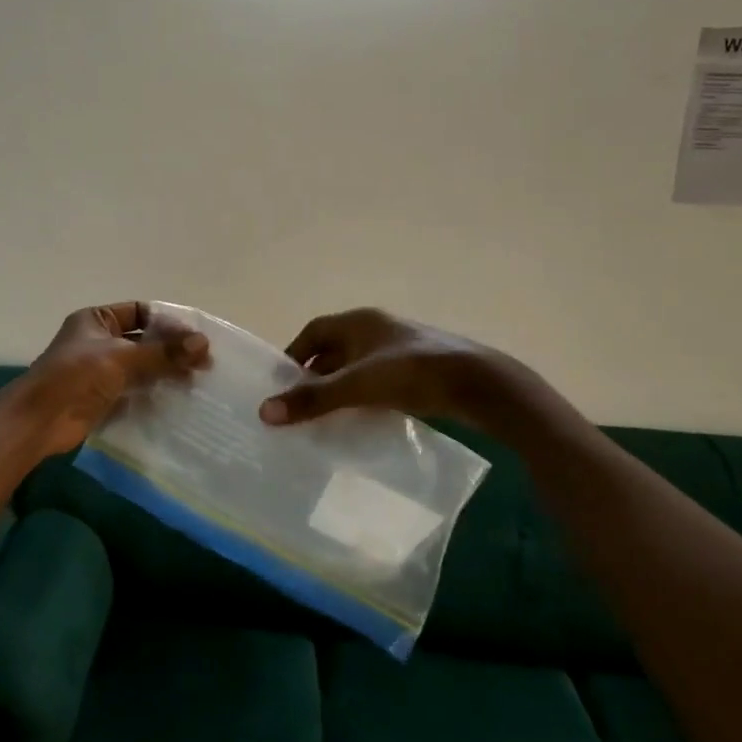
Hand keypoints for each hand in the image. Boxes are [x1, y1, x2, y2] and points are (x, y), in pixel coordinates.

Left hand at [20, 301, 209, 457]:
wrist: (41, 420)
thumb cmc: (77, 375)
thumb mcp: (122, 357)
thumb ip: (163, 352)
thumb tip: (204, 343)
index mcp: (97, 319)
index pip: (141, 312)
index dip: (168, 322)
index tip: (196, 337)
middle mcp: (99, 340)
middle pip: (144, 340)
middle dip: (172, 350)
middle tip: (204, 363)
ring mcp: (102, 370)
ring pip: (142, 366)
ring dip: (167, 372)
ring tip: (198, 381)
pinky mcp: (105, 396)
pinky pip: (136, 390)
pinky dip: (155, 392)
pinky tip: (179, 398)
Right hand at [258, 307, 510, 428]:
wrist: (477, 384)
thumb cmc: (412, 373)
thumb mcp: (357, 386)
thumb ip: (313, 399)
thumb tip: (264, 411)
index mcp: (359, 321)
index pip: (314, 331)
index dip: (295, 354)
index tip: (282, 383)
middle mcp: (377, 329)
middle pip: (335, 350)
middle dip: (316, 377)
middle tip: (299, 407)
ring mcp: (400, 349)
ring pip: (357, 367)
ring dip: (340, 388)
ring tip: (325, 418)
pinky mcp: (418, 371)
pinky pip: (378, 381)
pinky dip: (364, 397)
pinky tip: (361, 420)